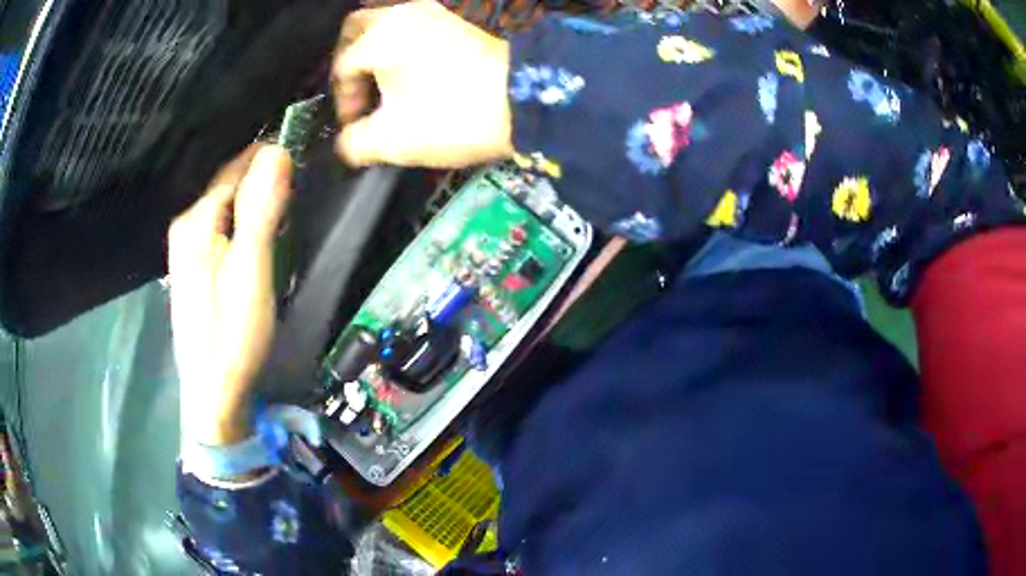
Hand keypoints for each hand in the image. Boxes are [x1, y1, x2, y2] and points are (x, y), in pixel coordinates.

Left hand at [168, 145, 292, 445]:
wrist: (213, 394)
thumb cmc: (232, 334)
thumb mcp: (252, 269)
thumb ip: (261, 208)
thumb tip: (278, 150)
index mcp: (196, 221)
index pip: (235, 168)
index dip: (269, 155)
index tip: (304, 147)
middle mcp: (187, 228)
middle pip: (229, 186)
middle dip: (263, 178)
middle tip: (300, 181)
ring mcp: (189, 250)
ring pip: (228, 208)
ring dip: (256, 201)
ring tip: (287, 204)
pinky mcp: (197, 269)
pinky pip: (224, 228)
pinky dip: (245, 222)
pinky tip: (261, 234)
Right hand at [333, 0, 512, 167]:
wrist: (527, 99)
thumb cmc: (454, 115)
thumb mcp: (394, 140)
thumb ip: (355, 144)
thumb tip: (347, 143)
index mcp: (382, 35)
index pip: (342, 66)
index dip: (343, 101)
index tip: (357, 126)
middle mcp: (405, 12)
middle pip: (358, 29)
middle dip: (350, 63)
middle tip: (359, 93)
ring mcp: (436, 12)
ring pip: (389, 25)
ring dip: (377, 54)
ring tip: (385, 88)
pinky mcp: (459, 21)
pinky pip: (416, 29)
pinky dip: (403, 48)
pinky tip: (413, 76)